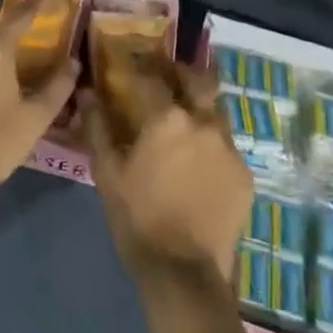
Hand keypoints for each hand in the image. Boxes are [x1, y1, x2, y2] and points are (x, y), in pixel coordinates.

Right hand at [85, 59, 251, 285]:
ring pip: (217, 112)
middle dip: (183, 72)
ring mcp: (229, 148)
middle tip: (170, 74)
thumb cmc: (138, 217)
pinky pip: (227, 147)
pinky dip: (212, 145)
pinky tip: (201, 162)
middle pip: (199, 81)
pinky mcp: (244, 174)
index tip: (132, 60)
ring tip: (187, 118)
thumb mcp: (108, 173)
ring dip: (201, 107)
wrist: (184, 271)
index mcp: (168, 118)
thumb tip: (88, 95)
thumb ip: (98, 128)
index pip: (153, 77)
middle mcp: (204, 122)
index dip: (140, 66)